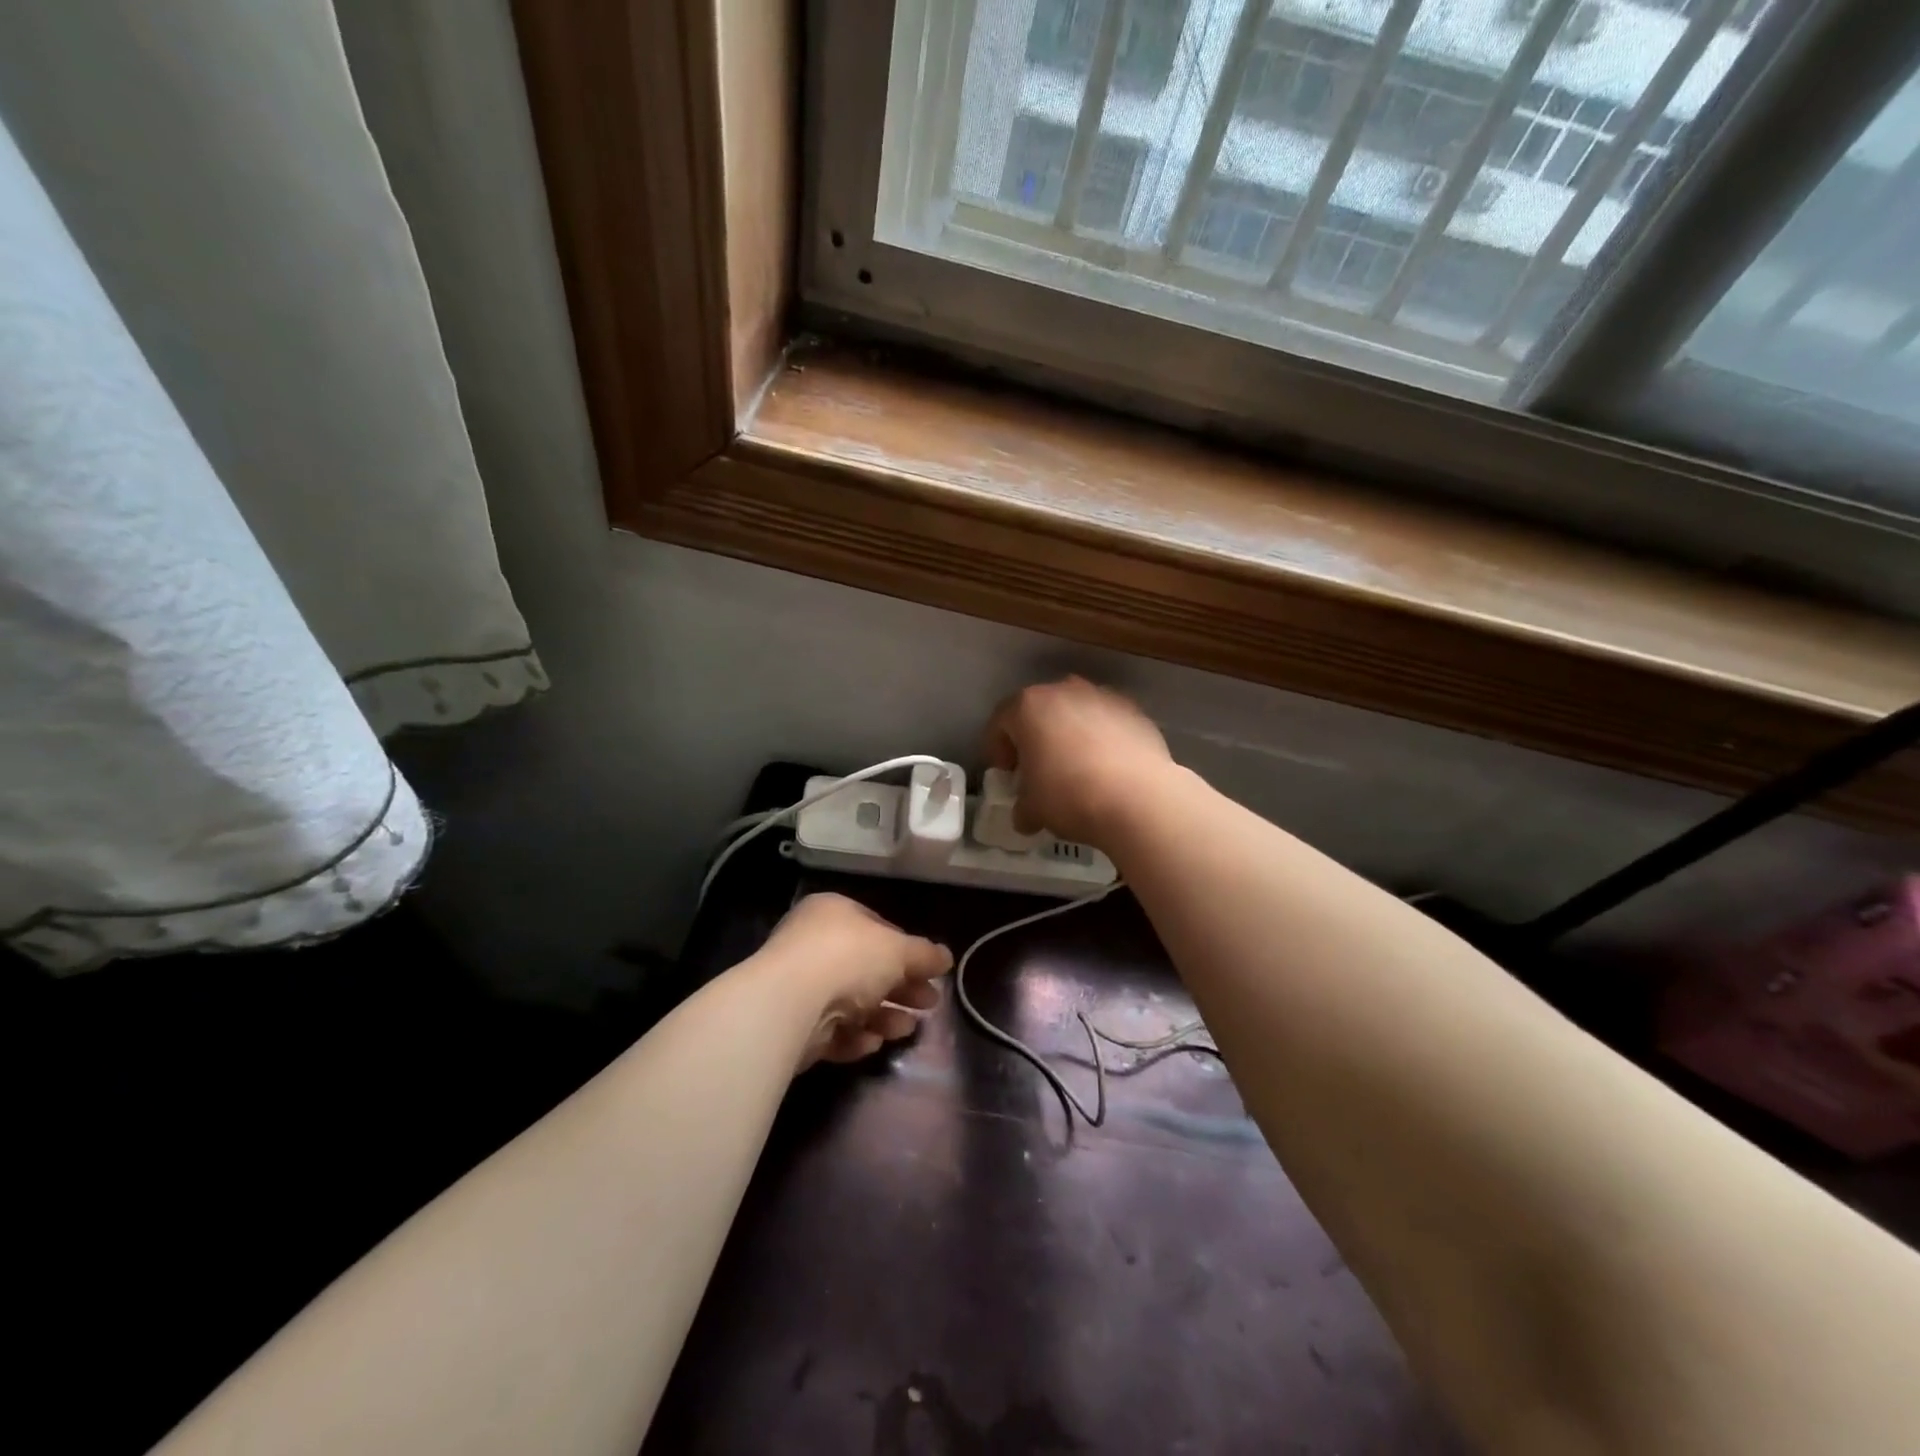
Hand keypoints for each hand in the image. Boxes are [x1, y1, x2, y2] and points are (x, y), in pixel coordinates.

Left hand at [756, 893, 951, 1068]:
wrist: (790, 1003)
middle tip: (929, 1003)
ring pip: (851, 1001)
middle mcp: (813, 944)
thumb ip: (924, 954)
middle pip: (867, 968)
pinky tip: (873, 1042)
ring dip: (883, 1015)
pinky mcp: (793, 1025)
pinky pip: (832, 1029)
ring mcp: (800, 985)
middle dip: (901, 987)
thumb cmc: (848, 958)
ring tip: (907, 1029)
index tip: (931, 971)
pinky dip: (854, 1036)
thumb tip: (947, 957)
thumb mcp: (898, 950)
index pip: (877, 928)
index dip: (907, 950)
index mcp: (834, 913)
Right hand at [985, 676, 1173, 847]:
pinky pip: (1108, 723)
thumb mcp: (1031, 809)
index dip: (998, 749)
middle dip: (1036, 738)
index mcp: (1028, 706)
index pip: (1000, 721)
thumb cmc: (1069, 796)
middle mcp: (1064, 690)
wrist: (1139, 798)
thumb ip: (1022, 806)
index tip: (1008, 774)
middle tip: (1039, 770)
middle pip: (1040, 711)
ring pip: (1076, 713)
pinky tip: (1108, 769)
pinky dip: (1103, 740)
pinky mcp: (1135, 711)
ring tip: (1077, 770)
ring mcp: (1103, 697)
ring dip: (1070, 736)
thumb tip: (1026, 815)